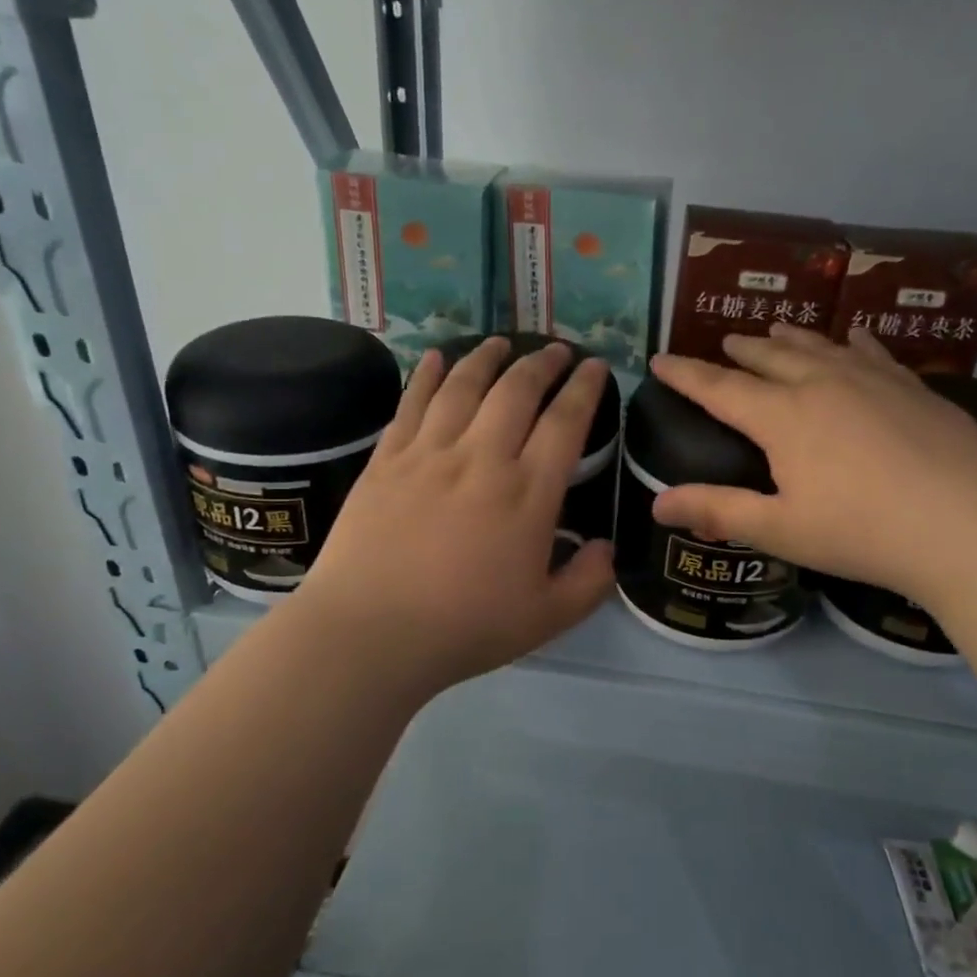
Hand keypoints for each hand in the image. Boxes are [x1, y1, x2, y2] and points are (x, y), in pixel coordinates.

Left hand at [296, 339, 614, 697]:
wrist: (370, 633)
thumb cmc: (464, 628)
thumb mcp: (546, 618)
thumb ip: (589, 581)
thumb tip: (607, 547)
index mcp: (528, 493)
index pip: (565, 422)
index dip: (584, 388)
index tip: (595, 366)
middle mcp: (483, 458)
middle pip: (517, 390)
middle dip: (542, 362)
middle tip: (555, 350)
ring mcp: (430, 454)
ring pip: (464, 386)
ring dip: (487, 357)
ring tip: (501, 343)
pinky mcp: (387, 460)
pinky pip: (412, 403)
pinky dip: (429, 374)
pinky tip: (437, 357)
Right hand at [650, 326, 976, 599]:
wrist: (968, 526)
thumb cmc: (862, 532)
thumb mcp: (780, 529)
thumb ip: (718, 511)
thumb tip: (657, 503)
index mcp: (783, 417)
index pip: (719, 388)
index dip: (685, 375)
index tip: (659, 359)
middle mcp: (823, 384)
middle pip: (770, 358)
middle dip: (741, 351)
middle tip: (724, 344)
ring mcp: (873, 380)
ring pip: (820, 347)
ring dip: (791, 338)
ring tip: (774, 329)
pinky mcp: (914, 387)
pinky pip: (873, 353)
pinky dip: (853, 343)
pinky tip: (853, 338)